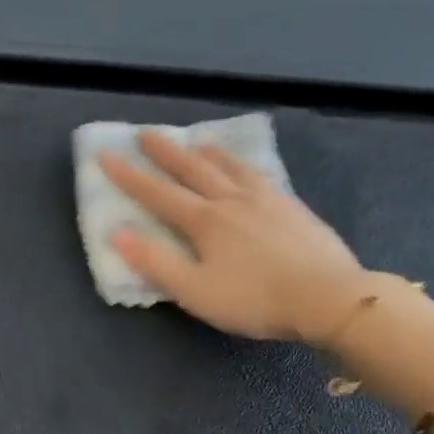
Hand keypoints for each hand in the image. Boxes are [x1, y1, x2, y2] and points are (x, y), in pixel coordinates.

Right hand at [97, 130, 366, 341]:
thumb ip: (156, 263)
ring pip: (231, 167)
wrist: (327, 296)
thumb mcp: (195, 291)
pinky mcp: (293, 208)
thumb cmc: (254, 299)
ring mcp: (267, 200)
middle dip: (166, 152)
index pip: (158, 194)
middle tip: (146, 134)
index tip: (106, 155)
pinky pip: (260, 175)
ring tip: (198, 142)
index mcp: (205, 221)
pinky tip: (248, 170)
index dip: (129, 176)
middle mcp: (232, 200)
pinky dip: (243, 165)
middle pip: (194, 169)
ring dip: (208, 153)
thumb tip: (117, 235)